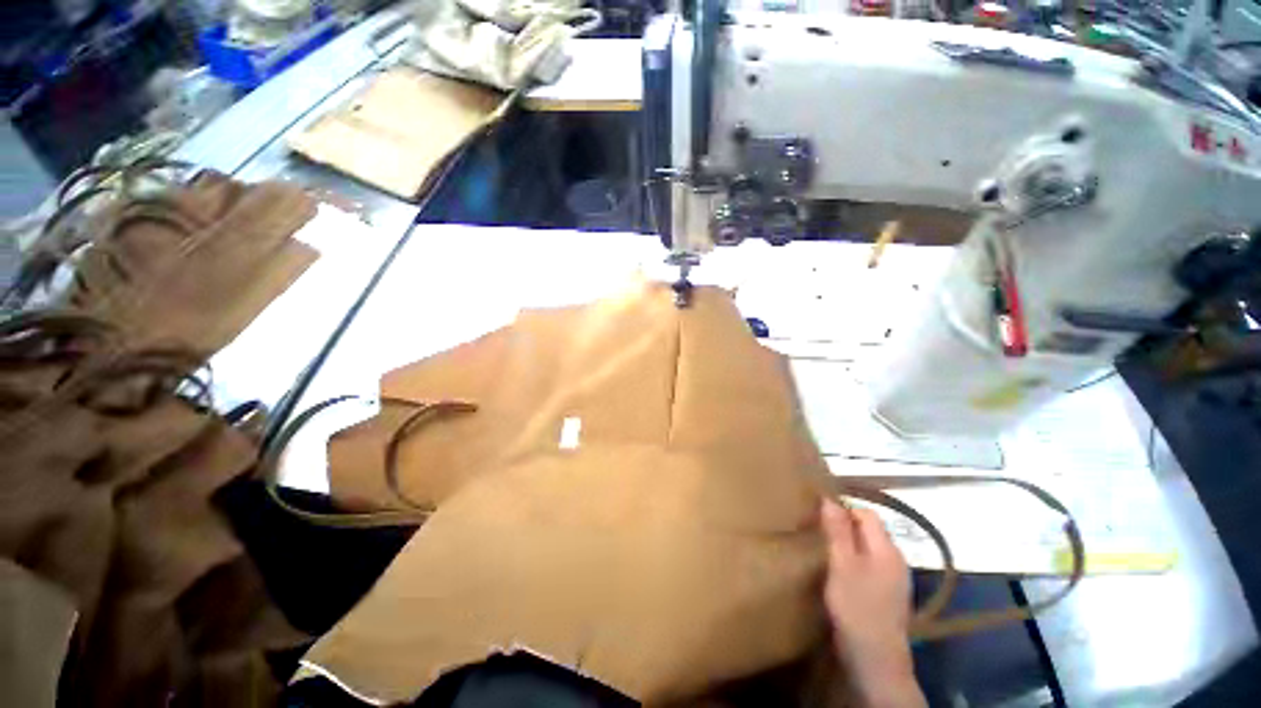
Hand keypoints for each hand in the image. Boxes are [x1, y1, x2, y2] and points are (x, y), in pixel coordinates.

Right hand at [821, 499, 924, 707]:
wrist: (877, 661)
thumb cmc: (857, 608)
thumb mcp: (842, 566)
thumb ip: (838, 532)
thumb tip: (830, 499)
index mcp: (886, 549)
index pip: (867, 514)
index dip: (844, 510)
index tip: (819, 516)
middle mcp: (896, 560)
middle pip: (870, 530)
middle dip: (845, 527)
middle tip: (818, 533)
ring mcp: (895, 580)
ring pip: (869, 549)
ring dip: (849, 545)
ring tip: (825, 551)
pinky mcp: (889, 595)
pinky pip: (871, 566)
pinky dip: (855, 563)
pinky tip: (840, 575)